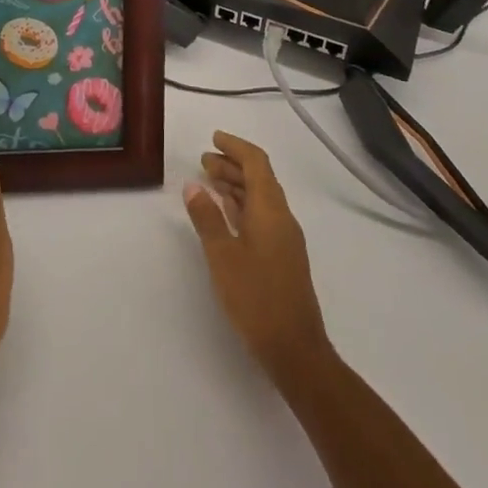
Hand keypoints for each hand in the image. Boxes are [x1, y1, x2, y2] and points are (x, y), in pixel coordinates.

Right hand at [184, 131, 331, 384]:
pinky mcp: (282, 256)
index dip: (235, 146)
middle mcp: (281, 216)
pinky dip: (241, 206)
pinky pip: (261, 216)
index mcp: (270, 209)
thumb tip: (192, 186)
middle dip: (232, 165)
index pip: (256, 163)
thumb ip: (207, 219)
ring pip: (260, 198)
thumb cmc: (256, 299)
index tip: (214, 138)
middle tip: (203, 160)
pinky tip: (225, 213)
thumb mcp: (223, 257)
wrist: (295, 349)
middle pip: (259, 178)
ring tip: (208, 181)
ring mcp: (284, 237)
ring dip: (236, 185)